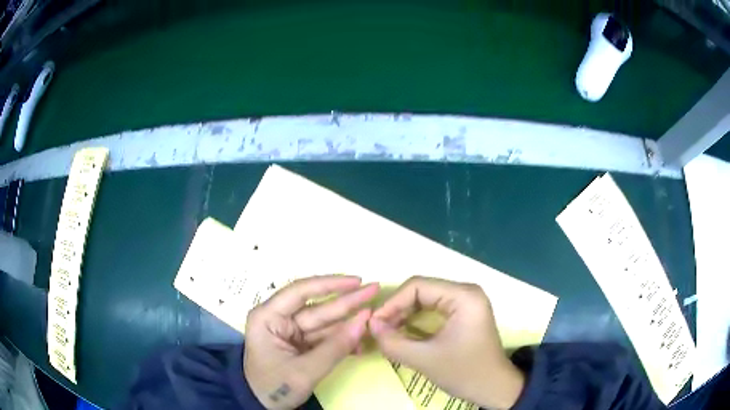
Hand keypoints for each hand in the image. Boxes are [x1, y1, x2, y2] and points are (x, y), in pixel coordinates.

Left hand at [244, 275, 378, 408]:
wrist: (261, 406)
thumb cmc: (274, 387)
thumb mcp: (304, 371)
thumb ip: (335, 348)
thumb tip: (364, 322)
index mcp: (268, 317)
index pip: (300, 291)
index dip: (330, 284)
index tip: (357, 281)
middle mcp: (278, 319)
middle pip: (317, 307)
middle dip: (347, 301)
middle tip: (375, 290)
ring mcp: (290, 332)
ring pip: (324, 322)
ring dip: (349, 322)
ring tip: (375, 317)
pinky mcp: (299, 344)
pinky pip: (324, 338)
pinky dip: (342, 340)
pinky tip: (361, 342)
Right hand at [369, 276, 524, 409]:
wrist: (494, 388)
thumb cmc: (465, 372)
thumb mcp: (425, 359)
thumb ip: (393, 342)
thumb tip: (371, 324)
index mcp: (463, 296)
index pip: (418, 286)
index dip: (392, 303)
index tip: (375, 324)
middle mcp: (466, 292)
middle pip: (421, 291)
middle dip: (397, 309)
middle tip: (379, 330)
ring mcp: (466, 302)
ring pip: (425, 299)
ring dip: (404, 315)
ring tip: (388, 333)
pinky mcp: (464, 313)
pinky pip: (433, 309)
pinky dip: (415, 320)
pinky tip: (404, 333)